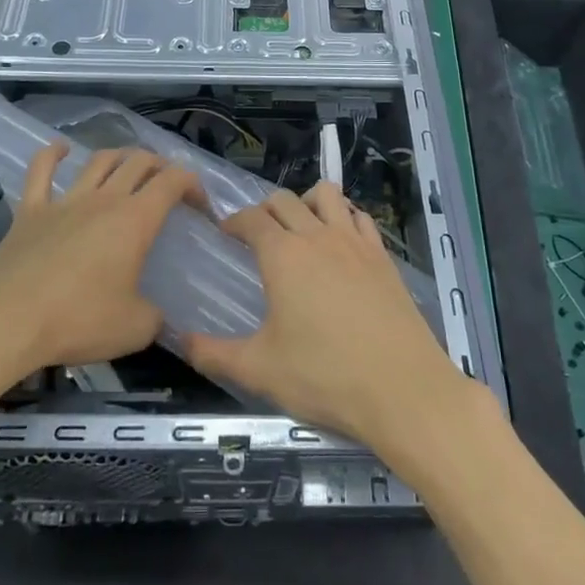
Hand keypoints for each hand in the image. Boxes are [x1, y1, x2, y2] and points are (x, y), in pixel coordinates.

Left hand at [0, 145, 202, 398]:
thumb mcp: (135, 329)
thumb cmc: (78, 321)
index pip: (173, 181)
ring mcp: (64, 200)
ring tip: (128, 166)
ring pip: (98, 160)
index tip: (200, 205)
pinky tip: (61, 149)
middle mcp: (103, 199)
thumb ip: (154, 317)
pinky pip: (41, 170)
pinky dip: (53, 154)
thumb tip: (157, 316)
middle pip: (138, 162)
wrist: (5, 320)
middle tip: (167, 186)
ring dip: (119, 157)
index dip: (193, 184)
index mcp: (135, 220)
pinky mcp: (30, 210)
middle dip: (160, 166)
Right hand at [185, 180, 477, 465]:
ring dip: (307, 201)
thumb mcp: (260, 370)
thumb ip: (214, 354)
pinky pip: (360, 217)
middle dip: (265, 209)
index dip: (234, 221)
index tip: (226, 232)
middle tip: (257, 234)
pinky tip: (341, 243)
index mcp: (283, 256)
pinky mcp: (383, 256)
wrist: (403, 389)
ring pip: (327, 195)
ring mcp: (355, 242)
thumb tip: (180, 341)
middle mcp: (318, 236)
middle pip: (285, 200)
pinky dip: (344, 217)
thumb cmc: (325, 377)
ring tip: (301, 227)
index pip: (252, 219)